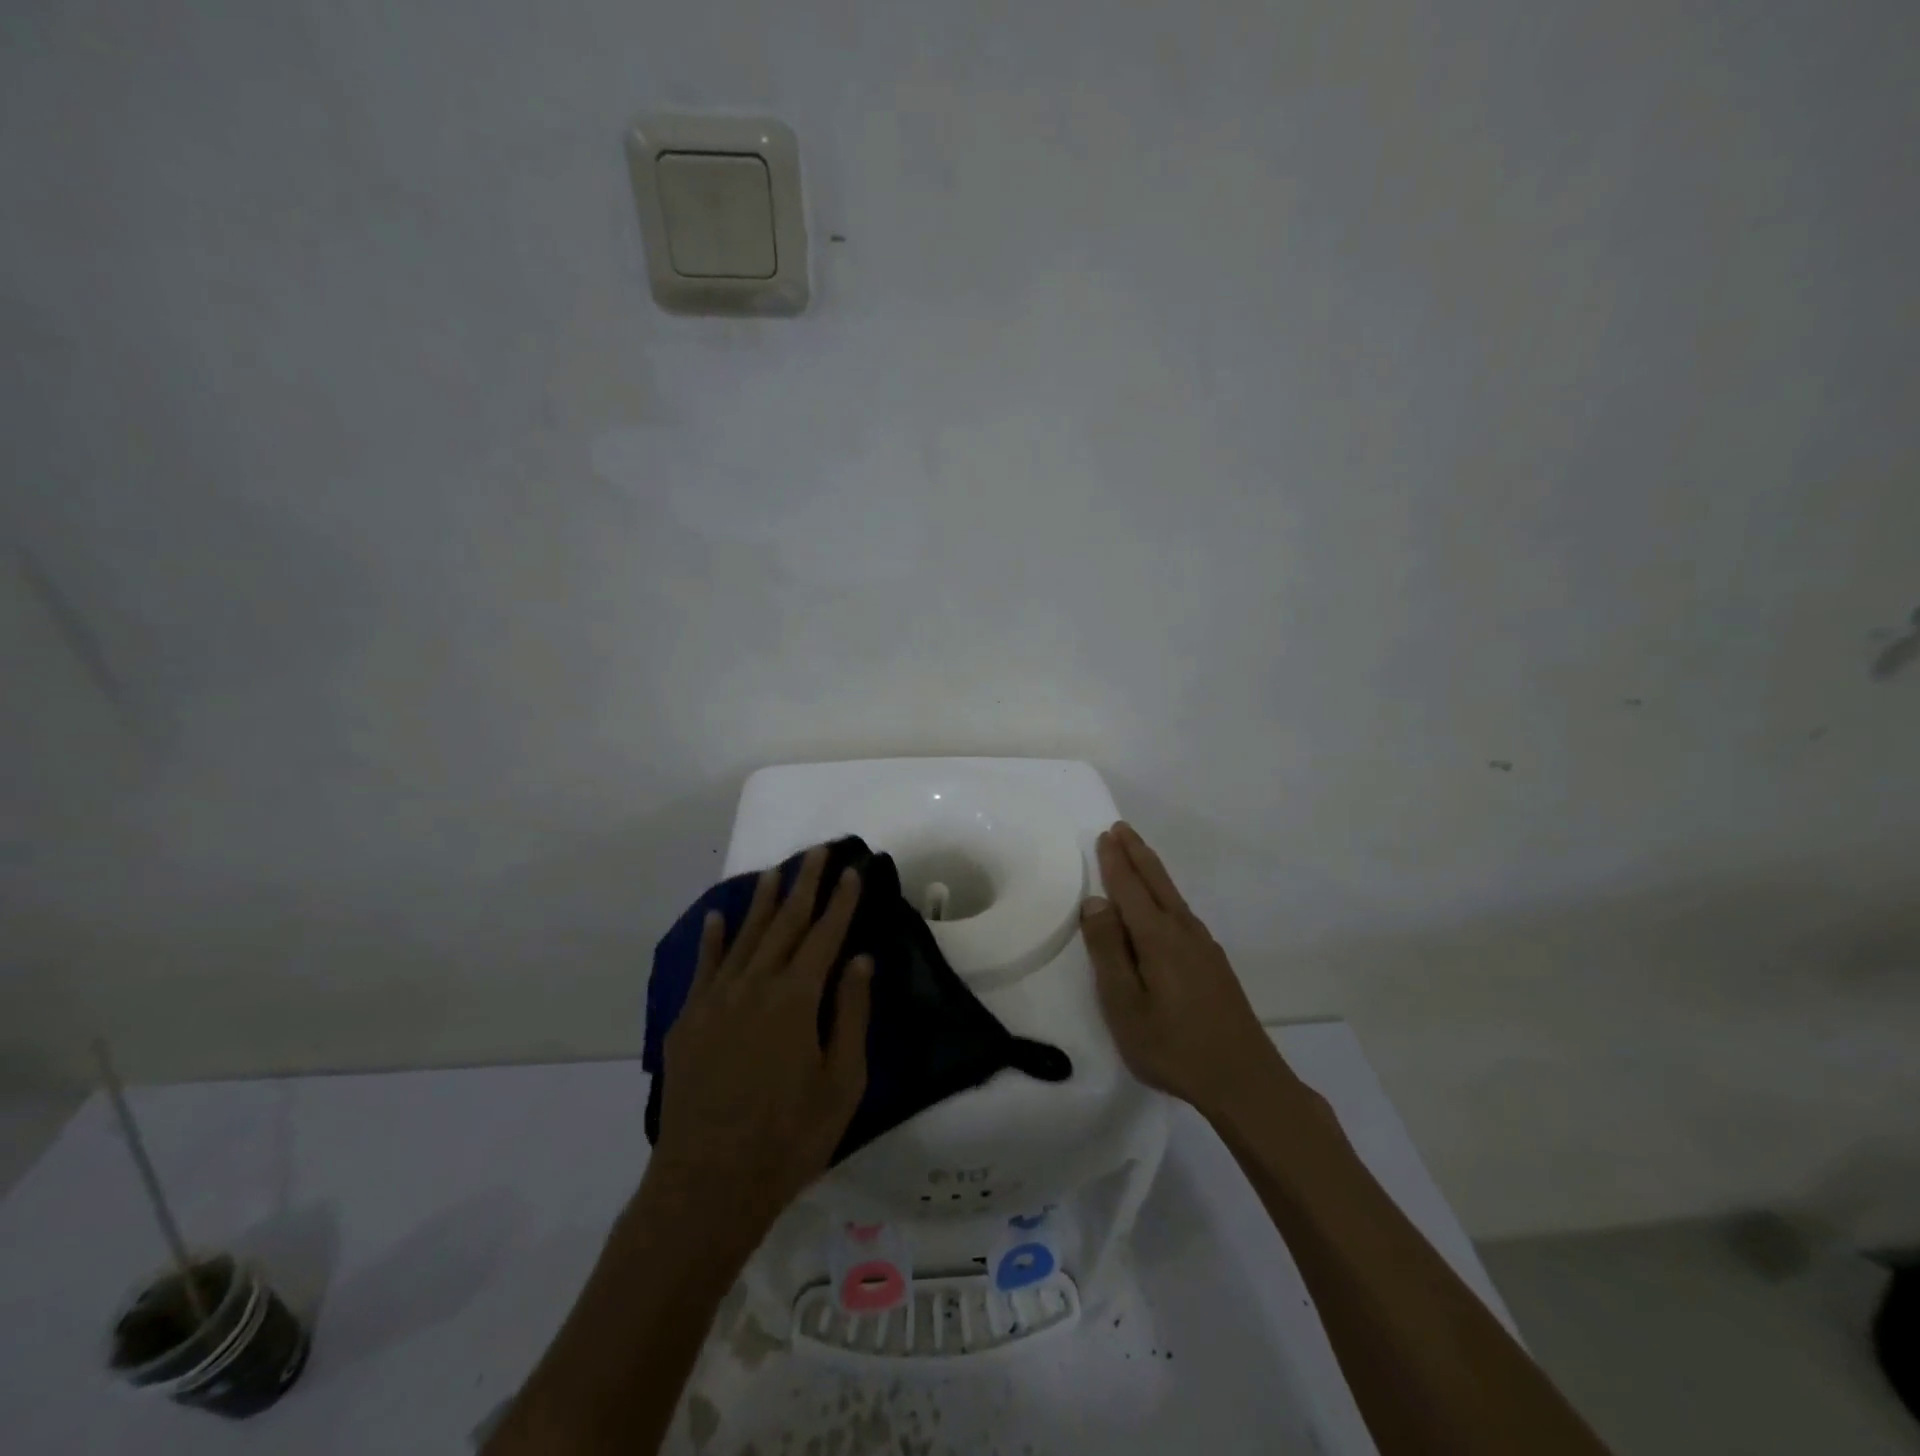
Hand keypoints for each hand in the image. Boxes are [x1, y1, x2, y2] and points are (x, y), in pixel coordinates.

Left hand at [652, 846, 873, 1240]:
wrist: (707, 1185)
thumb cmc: (789, 1139)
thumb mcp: (841, 1083)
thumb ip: (850, 1015)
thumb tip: (859, 960)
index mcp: (796, 999)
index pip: (825, 935)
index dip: (840, 900)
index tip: (852, 869)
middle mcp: (755, 986)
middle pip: (785, 923)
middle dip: (804, 884)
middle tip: (817, 851)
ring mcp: (715, 1001)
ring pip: (744, 937)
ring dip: (762, 901)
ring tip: (775, 871)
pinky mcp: (688, 1021)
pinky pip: (703, 967)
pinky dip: (711, 939)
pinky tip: (716, 917)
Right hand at [1081, 822, 1284, 1122]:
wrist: (1245, 1080)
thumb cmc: (1173, 1046)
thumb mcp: (1125, 1005)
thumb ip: (1108, 951)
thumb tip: (1096, 902)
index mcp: (1158, 938)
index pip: (1130, 888)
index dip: (1115, 861)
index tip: (1105, 835)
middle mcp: (1183, 931)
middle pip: (1157, 882)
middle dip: (1137, 853)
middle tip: (1121, 828)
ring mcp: (1204, 947)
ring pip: (1173, 896)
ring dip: (1152, 871)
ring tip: (1138, 858)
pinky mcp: (1215, 964)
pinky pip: (1183, 913)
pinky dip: (1166, 895)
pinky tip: (1165, 908)